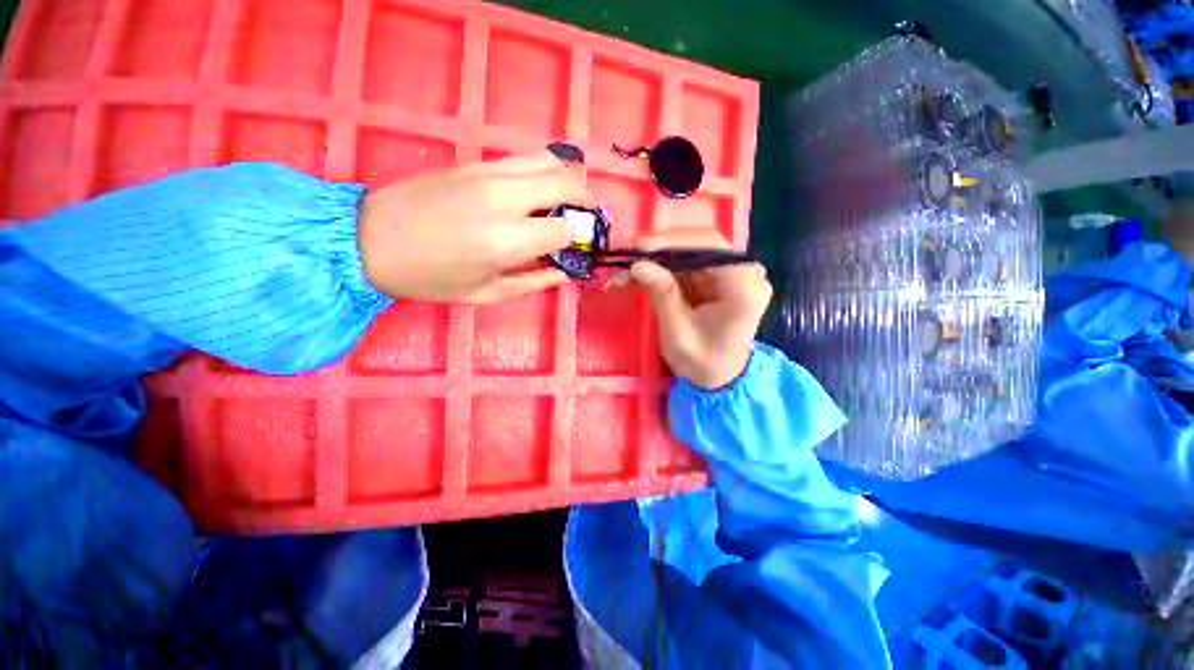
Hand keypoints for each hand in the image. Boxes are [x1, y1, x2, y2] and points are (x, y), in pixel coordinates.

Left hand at [358, 152, 593, 302]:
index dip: (578, 239)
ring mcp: (488, 174)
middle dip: (587, 200)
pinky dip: (544, 169)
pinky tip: (542, 188)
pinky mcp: (475, 163)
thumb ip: (533, 283)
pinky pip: (523, 158)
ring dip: (570, 178)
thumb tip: (563, 273)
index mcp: (507, 241)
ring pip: (548, 160)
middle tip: (589, 216)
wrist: (368, 240)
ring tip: (572, 198)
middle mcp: (504, 199)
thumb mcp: (485, 294)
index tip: (579, 248)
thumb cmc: (429, 279)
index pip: (565, 229)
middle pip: (565, 182)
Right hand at [623, 233, 771, 389]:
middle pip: (700, 243)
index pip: (709, 246)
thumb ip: (662, 295)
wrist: (719, 378)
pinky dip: (663, 267)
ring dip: (657, 257)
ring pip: (691, 250)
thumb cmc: (702, 363)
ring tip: (627, 267)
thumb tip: (638, 265)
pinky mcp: (719, 277)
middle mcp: (745, 272)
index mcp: (744, 287)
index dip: (671, 242)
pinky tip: (641, 273)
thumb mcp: (678, 333)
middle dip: (660, 248)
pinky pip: (688, 263)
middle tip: (626, 254)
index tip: (637, 248)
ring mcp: (733, 273)